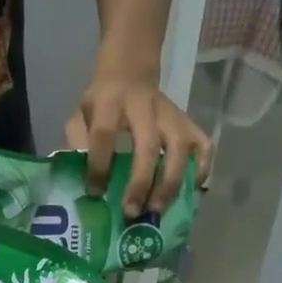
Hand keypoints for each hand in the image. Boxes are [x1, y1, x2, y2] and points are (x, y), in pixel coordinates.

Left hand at [65, 70, 212, 216]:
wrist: (130, 70)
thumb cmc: (102, 103)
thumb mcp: (80, 116)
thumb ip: (77, 144)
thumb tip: (82, 186)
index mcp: (110, 103)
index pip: (104, 134)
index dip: (99, 166)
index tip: (95, 193)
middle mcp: (144, 106)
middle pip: (148, 145)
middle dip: (141, 183)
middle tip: (132, 212)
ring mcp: (171, 114)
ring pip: (181, 147)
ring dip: (171, 183)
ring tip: (157, 209)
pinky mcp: (188, 122)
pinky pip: (204, 145)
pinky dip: (202, 169)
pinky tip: (193, 191)